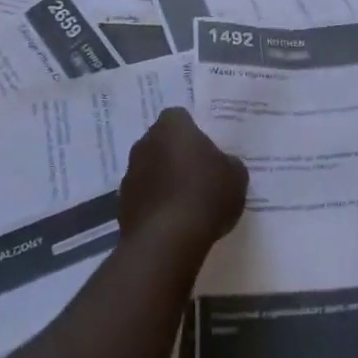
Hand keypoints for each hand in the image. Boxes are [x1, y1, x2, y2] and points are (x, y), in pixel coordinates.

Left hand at [119, 107, 247, 258]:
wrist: (167, 241)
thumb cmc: (205, 196)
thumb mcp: (235, 176)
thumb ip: (229, 163)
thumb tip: (223, 164)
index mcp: (172, 127)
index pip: (180, 117)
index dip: (194, 132)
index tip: (207, 149)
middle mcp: (145, 143)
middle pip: (163, 142)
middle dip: (177, 154)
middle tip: (200, 173)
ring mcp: (130, 173)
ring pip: (151, 169)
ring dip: (164, 180)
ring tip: (187, 202)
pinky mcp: (122, 204)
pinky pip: (144, 196)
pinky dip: (155, 204)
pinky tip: (173, 221)